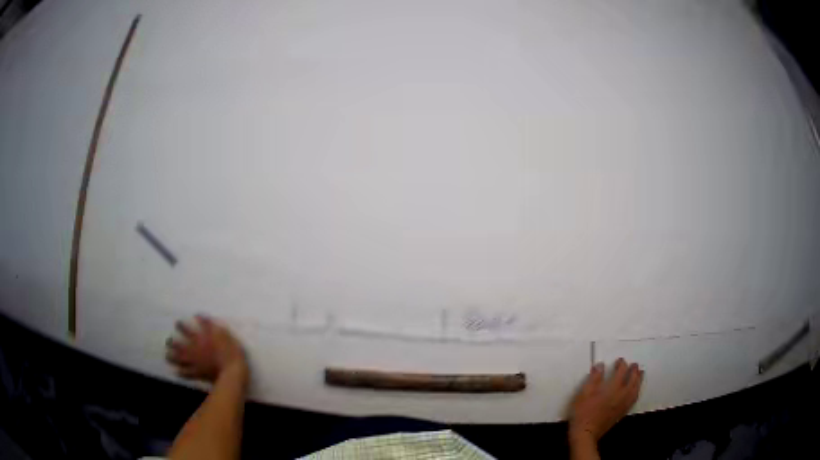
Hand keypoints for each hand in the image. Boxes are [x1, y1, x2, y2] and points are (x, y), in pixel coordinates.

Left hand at [166, 315, 247, 382]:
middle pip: (184, 340)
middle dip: (177, 338)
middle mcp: (196, 347)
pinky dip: (181, 372)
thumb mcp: (226, 335)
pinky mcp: (198, 372)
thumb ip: (214, 327)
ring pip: (181, 357)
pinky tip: (176, 372)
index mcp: (204, 337)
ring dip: (173, 355)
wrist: (231, 372)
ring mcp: (195, 360)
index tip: (188, 318)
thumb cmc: (232, 353)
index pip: (198, 326)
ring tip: (167, 355)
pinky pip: (187, 372)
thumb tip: (202, 317)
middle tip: (170, 337)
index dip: (194, 321)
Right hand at [569, 358, 642, 443]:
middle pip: (632, 380)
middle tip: (635, 365)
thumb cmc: (583, 412)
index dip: (622, 365)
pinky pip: (633, 399)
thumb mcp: (584, 393)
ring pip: (635, 390)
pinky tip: (635, 391)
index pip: (621, 372)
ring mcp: (623, 405)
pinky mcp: (622, 412)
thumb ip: (594, 378)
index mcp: (613, 388)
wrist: (585, 433)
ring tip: (641, 374)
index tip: (619, 360)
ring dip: (639, 380)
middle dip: (634, 371)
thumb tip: (600, 365)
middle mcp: (621, 395)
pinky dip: (636, 392)